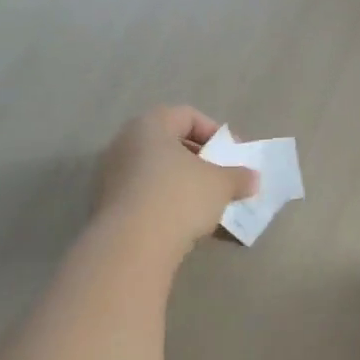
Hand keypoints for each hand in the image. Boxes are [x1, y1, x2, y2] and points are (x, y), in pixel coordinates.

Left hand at [94, 105, 257, 258]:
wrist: (133, 244)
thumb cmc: (180, 198)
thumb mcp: (221, 185)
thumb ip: (239, 177)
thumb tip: (252, 178)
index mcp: (150, 125)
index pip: (187, 116)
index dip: (215, 133)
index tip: (233, 155)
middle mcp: (125, 143)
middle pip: (169, 144)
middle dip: (199, 161)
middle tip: (220, 179)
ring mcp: (112, 175)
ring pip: (156, 172)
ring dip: (182, 185)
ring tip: (206, 206)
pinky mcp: (108, 205)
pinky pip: (145, 195)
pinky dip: (165, 204)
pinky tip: (183, 224)